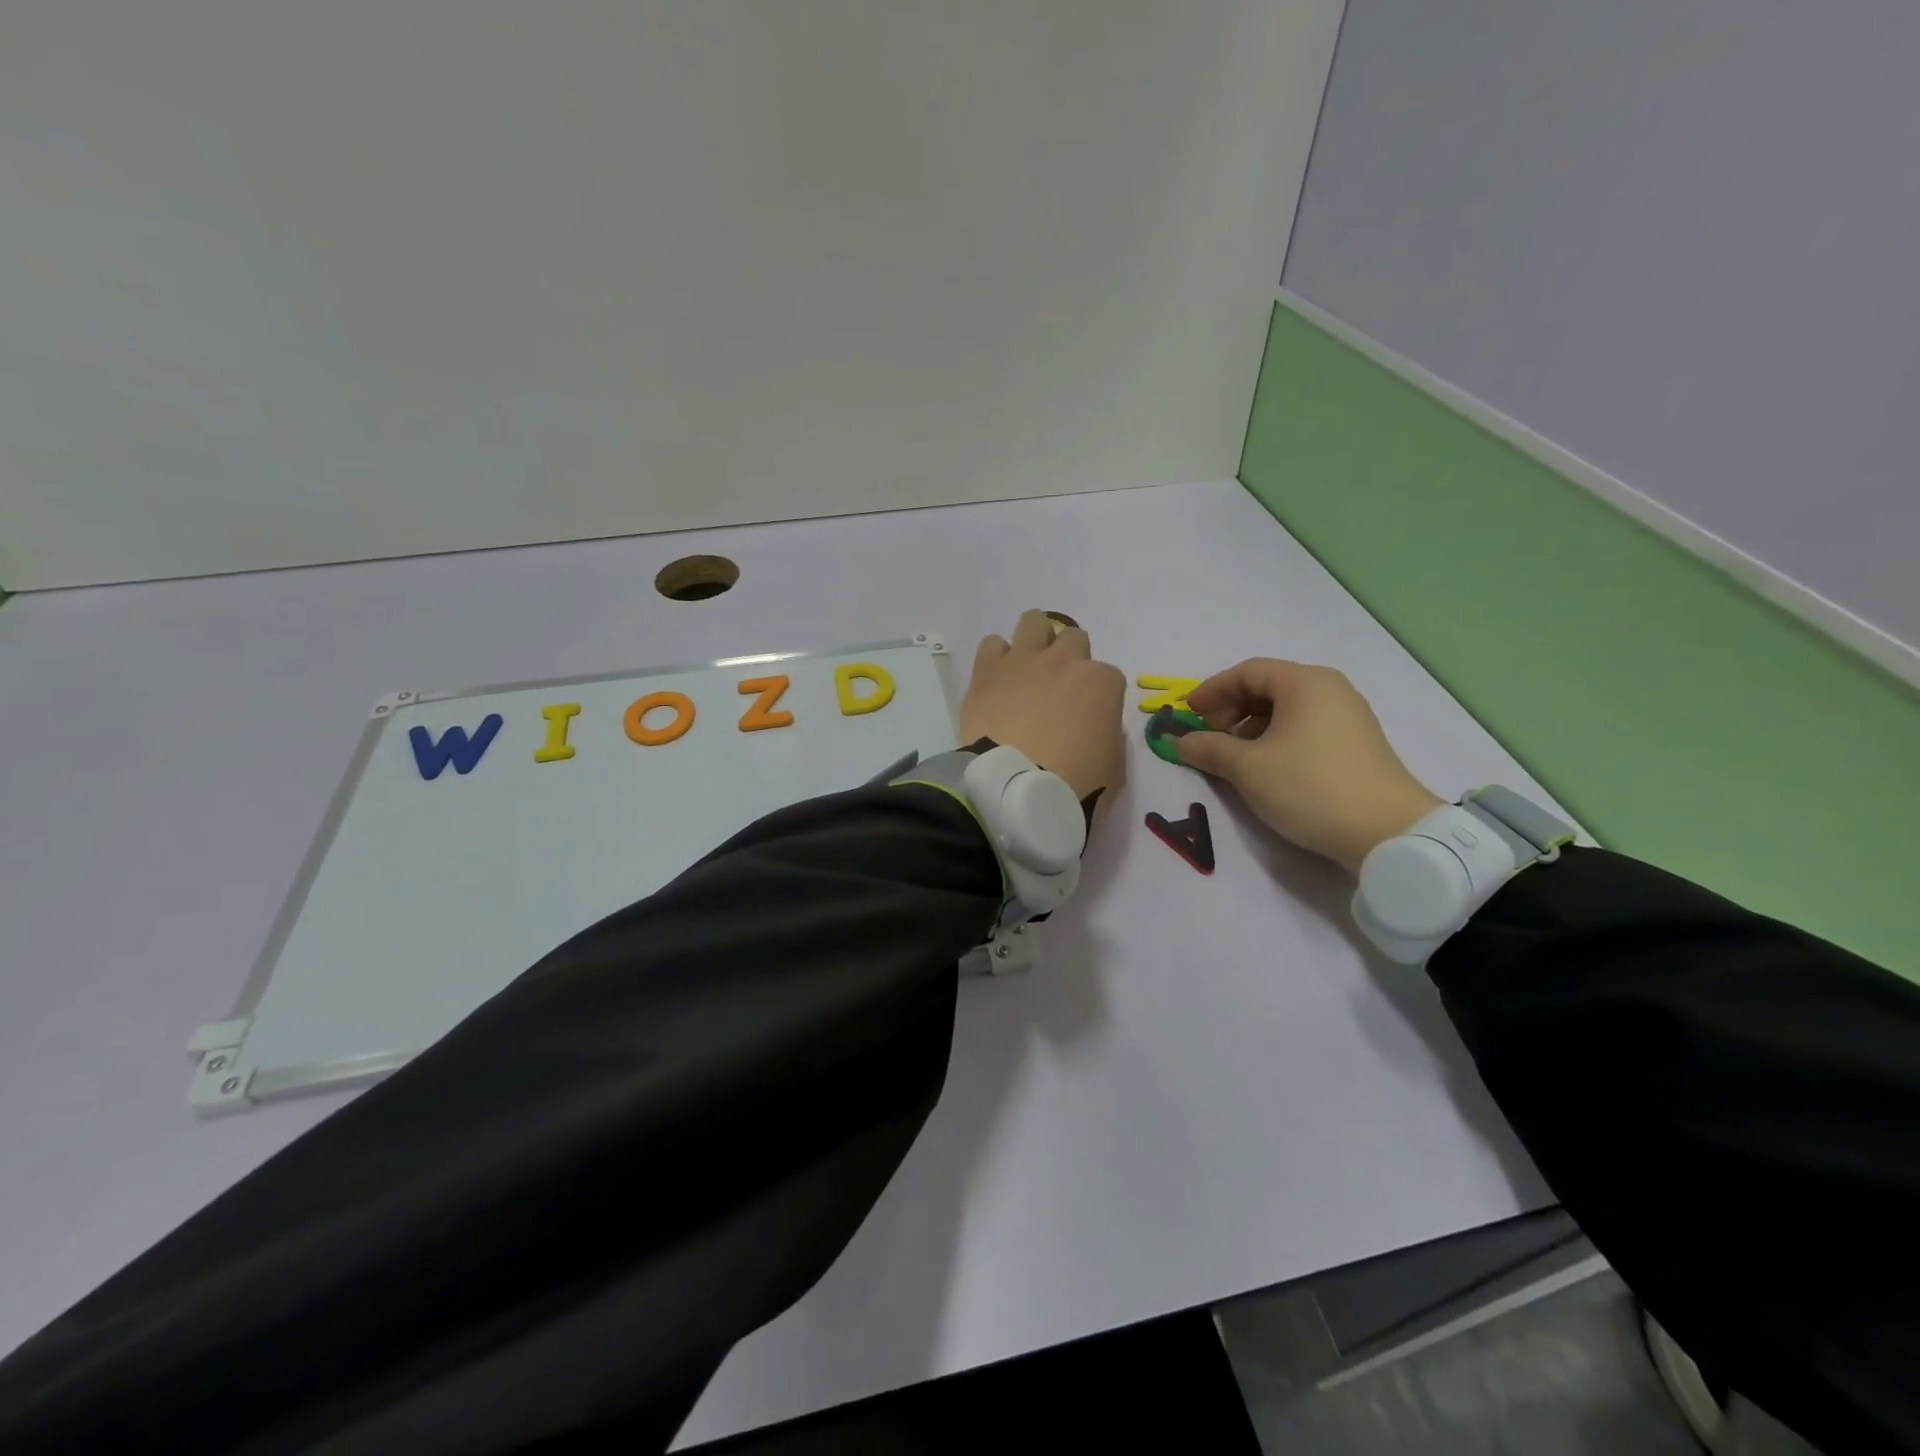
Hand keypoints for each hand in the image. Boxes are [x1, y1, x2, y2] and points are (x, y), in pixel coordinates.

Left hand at [960, 610, 1126, 803]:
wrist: (1015, 790)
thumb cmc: (1073, 784)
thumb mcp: (1113, 769)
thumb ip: (1111, 739)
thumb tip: (1098, 727)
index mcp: (1102, 683)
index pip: (1108, 678)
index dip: (1097, 698)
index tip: (1087, 719)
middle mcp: (1065, 661)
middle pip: (1073, 639)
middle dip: (1068, 661)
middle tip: (1056, 692)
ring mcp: (1024, 661)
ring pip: (1034, 622)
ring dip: (1035, 641)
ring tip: (1026, 671)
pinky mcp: (987, 670)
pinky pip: (992, 644)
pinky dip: (996, 659)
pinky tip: (997, 681)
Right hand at [1174, 659, 1442, 873]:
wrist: (1389, 832)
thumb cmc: (1310, 787)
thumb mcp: (1248, 769)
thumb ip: (1209, 749)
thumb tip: (1180, 742)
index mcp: (1304, 683)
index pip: (1247, 672)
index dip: (1212, 690)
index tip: (1188, 714)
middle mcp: (1330, 689)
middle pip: (1268, 686)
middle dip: (1232, 708)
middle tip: (1210, 736)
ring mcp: (1349, 715)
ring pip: (1288, 708)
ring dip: (1253, 726)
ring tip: (1235, 756)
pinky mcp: (1358, 743)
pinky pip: (1307, 726)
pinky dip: (1278, 737)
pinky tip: (1268, 766)